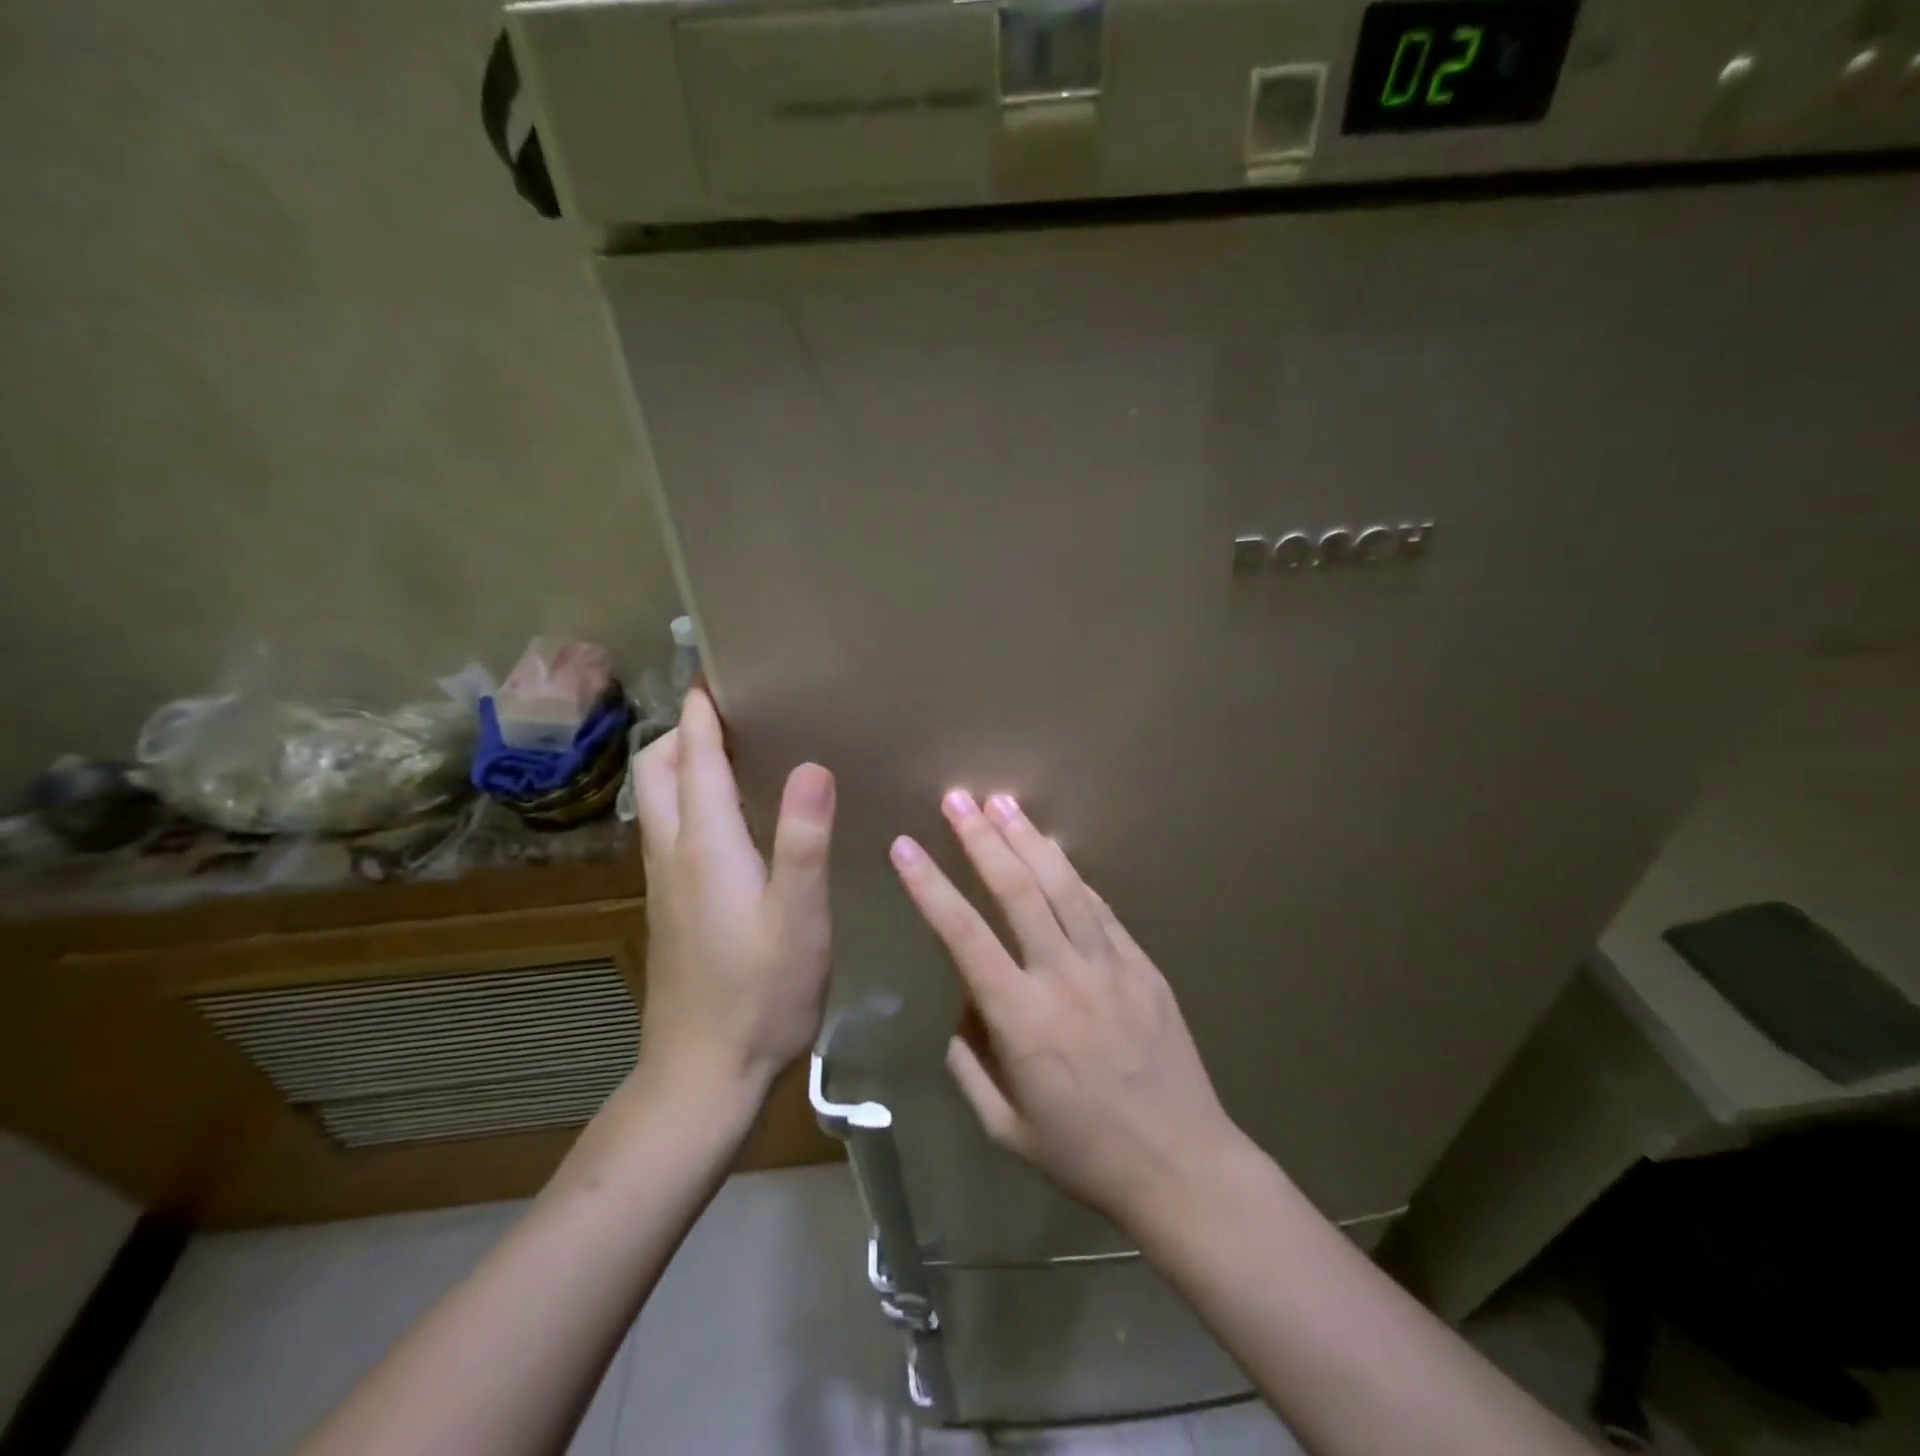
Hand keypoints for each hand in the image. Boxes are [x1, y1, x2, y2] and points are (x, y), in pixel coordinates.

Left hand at [632, 689, 836, 1095]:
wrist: (703, 1076)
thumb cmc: (761, 996)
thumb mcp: (799, 919)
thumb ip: (803, 840)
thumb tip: (812, 765)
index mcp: (705, 844)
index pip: (694, 755)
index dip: (703, 708)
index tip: (719, 669)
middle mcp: (673, 852)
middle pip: (657, 768)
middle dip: (684, 728)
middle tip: (736, 710)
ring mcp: (664, 881)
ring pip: (657, 798)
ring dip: (682, 761)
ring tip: (734, 747)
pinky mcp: (669, 905)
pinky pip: (669, 828)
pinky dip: (688, 797)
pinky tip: (730, 815)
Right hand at [889, 790, 1238, 1225]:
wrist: (1183, 1166)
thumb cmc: (1085, 1155)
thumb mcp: (1005, 1128)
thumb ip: (970, 1064)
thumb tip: (961, 1009)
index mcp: (1021, 1019)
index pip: (963, 934)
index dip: (929, 886)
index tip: (904, 846)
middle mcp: (1063, 976)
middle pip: (1017, 889)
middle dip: (982, 838)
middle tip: (958, 797)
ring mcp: (1109, 964)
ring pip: (1063, 885)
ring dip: (1029, 838)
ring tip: (1003, 801)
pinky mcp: (1142, 964)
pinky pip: (1101, 907)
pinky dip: (1073, 874)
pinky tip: (1055, 849)